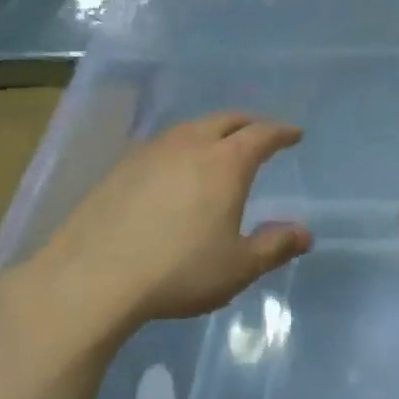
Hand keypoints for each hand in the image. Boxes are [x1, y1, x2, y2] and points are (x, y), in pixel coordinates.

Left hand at [0, 113, 310, 358]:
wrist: (93, 278)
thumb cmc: (179, 271)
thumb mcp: (239, 267)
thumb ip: (275, 246)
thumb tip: (304, 233)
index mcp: (225, 164)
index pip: (261, 135)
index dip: (281, 132)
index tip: (294, 135)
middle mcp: (189, 146)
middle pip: (225, 120)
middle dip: (249, 123)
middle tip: (262, 133)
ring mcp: (149, 153)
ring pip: (190, 128)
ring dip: (213, 131)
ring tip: (220, 147)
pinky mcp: (120, 168)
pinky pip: (163, 144)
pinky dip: (183, 146)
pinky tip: (177, 169)